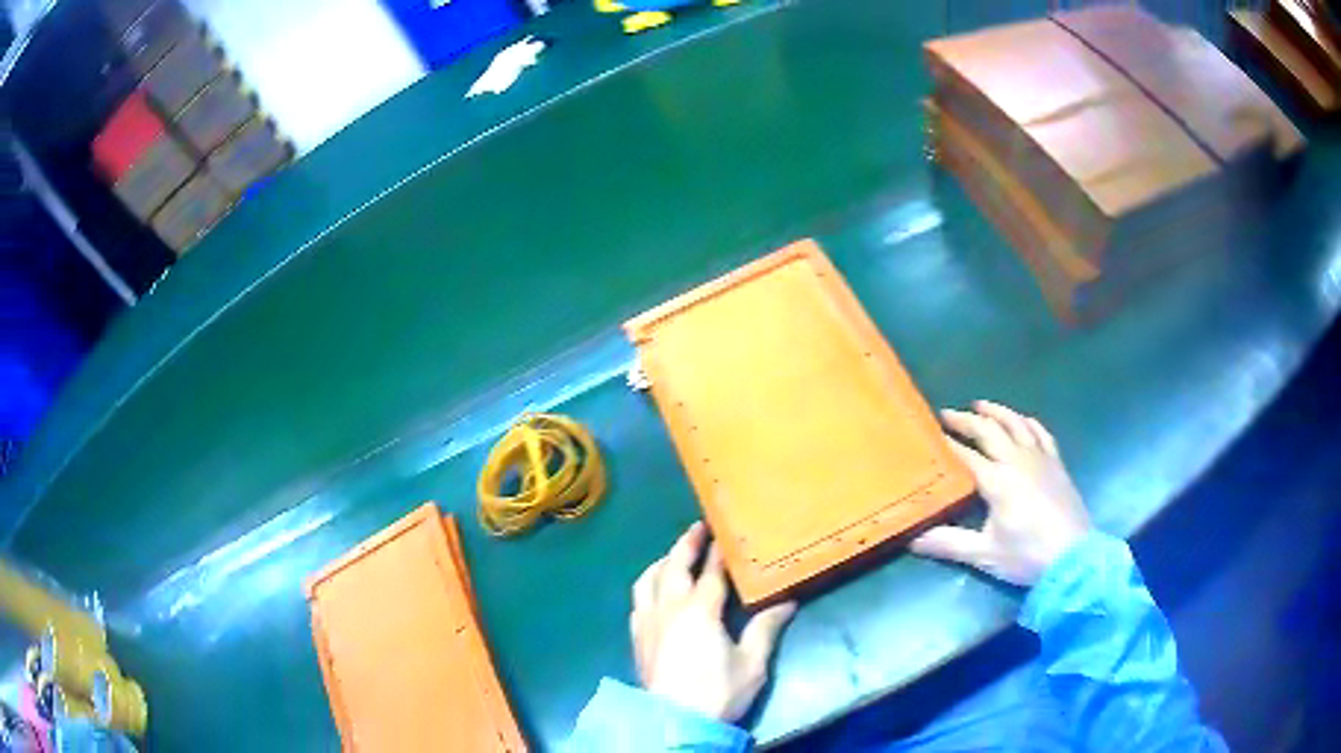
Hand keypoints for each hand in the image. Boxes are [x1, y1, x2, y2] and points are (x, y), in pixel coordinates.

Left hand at [631, 522, 797, 722]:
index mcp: (700, 610)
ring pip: (648, 580)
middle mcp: (669, 608)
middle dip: (686, 544)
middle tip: (698, 527)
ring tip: (674, 555)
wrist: (676, 721)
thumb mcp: (752, 663)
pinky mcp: (637, 637)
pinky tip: (655, 592)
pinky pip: (637, 601)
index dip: (719, 552)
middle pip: (674, 566)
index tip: (726, 534)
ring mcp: (648, 622)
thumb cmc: (718, 692)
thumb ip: (766, 629)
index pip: (711, 573)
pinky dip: (647, 587)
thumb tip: (787, 601)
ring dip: (662, 562)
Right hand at [911, 401, 1090, 585]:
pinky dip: (1027, 422)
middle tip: (948, 414)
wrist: (1074, 558)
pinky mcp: (1056, 464)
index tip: (929, 435)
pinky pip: (1041, 433)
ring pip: (1016, 424)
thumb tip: (913, 541)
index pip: (966, 456)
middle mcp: (1017, 461)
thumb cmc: (1027, 556)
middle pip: (989, 431)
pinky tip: (1021, 420)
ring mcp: (1040, 459)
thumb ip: (949, 544)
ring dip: (996, 412)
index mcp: (997, 481)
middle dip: (967, 420)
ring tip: (980, 405)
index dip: (947, 444)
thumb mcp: (985, 554)